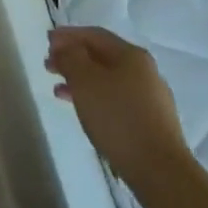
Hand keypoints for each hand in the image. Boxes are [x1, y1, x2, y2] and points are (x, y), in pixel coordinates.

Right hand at [46, 26, 188, 177]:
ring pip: (107, 80)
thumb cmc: (118, 118)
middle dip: (73, 58)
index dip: (67, 35)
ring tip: (58, 90)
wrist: (160, 172)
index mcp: (131, 55)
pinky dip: (95, 99)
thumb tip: (66, 48)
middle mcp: (145, 71)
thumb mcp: (85, 80)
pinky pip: (115, 101)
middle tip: (48, 65)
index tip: (46, 41)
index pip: (94, 35)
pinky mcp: (151, 124)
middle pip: (101, 57)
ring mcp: (151, 99)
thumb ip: (70, 57)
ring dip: (81, 80)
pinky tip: (83, 111)